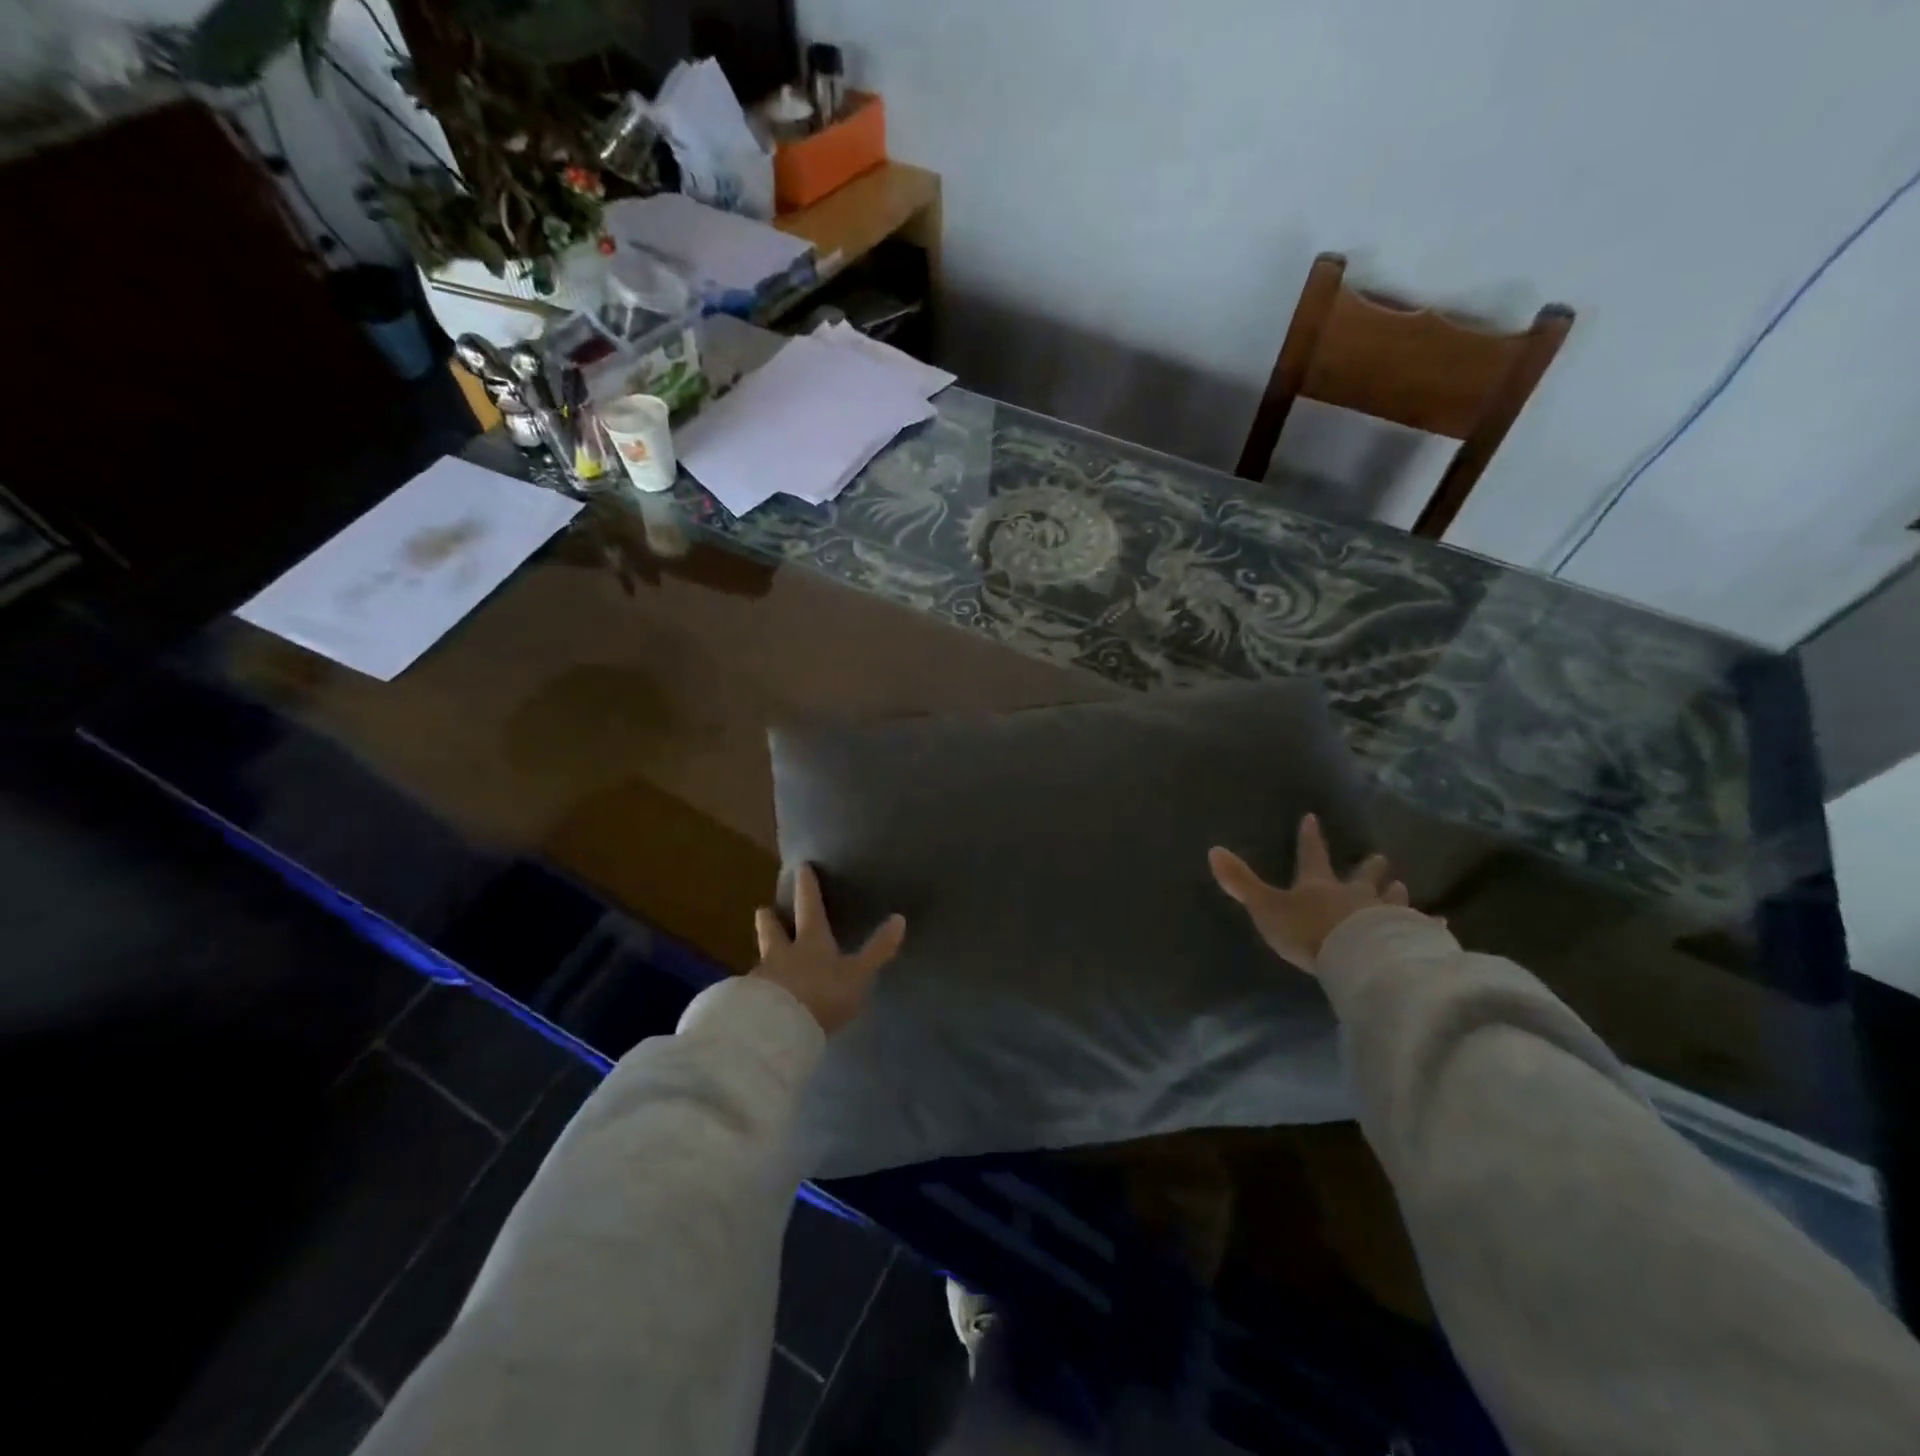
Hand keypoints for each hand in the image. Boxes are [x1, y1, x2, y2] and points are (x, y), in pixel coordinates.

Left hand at [751, 864, 905, 1034]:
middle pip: (771, 929)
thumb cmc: (822, 996)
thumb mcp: (857, 975)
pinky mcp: (748, 1003)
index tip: (801, 867)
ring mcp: (761, 977)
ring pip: (761, 957)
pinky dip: (757, 986)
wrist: (776, 1032)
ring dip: (763, 952)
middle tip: (764, 909)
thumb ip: (877, 950)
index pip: (809, 907)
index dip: (807, 887)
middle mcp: (781, 953)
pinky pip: (753, 987)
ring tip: (763, 955)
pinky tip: (761, 994)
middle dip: (769, 917)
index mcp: (810, 941)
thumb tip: (900, 918)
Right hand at [1209, 814, 1412, 974]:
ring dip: (1394, 891)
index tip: (1313, 818)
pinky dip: (1429, 925)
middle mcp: (1354, 895)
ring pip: (1392, 898)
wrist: (1356, 958)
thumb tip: (1212, 849)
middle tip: (1379, 857)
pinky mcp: (1407, 938)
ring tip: (1402, 885)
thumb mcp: (1266, 907)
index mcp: (1319, 885)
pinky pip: (1421, 929)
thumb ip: (1241, 882)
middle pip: (1362, 875)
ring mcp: (1384, 915)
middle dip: (1368, 866)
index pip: (1312, 855)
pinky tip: (1443, 925)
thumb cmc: (1308, 932)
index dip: (1310, 837)